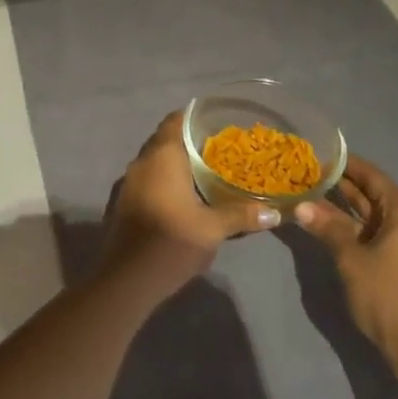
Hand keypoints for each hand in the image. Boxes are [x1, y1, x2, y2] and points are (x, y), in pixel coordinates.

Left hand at [99, 111, 281, 295]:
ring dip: (175, 164)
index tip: (217, 123)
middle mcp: (141, 162)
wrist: (126, 280)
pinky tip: (182, 198)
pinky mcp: (121, 203)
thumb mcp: (213, 229)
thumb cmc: (171, 243)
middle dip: (189, 142)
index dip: (195, 118)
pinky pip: (146, 180)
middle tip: (218, 149)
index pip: (176, 121)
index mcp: (162, 156)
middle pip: (165, 140)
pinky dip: (163, 182)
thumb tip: (275, 213)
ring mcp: (127, 183)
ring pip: (154, 162)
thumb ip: (242, 215)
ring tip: (204, 173)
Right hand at [293, 156, 397, 377]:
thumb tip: (300, 205)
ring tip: (311, 193)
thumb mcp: (351, 258)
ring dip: (344, 206)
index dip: (347, 164)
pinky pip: (372, 232)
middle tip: (309, 172)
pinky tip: (326, 224)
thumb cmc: (387, 294)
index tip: (320, 153)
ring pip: (370, 214)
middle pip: (372, 193)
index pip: (372, 175)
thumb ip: (327, 228)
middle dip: (342, 184)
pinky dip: (351, 226)